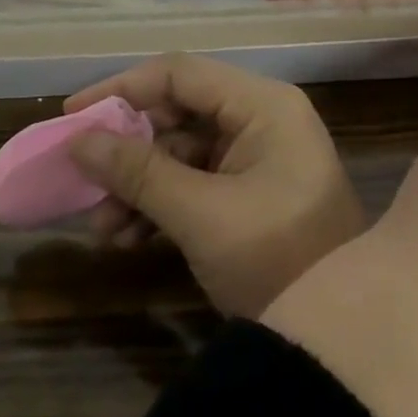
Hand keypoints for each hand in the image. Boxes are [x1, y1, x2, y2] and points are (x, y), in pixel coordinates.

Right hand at [62, 54, 364, 318]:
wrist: (344, 343)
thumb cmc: (278, 261)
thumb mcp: (201, 216)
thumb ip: (139, 173)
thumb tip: (79, 141)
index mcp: (262, 105)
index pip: (179, 73)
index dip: (122, 89)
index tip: (73, 116)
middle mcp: (260, 118)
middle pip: (178, 112)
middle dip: (128, 150)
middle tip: (83, 179)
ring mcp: (257, 156)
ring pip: (181, 152)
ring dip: (138, 185)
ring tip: (102, 229)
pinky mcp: (250, 192)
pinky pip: (194, 182)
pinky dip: (160, 205)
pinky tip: (127, 239)